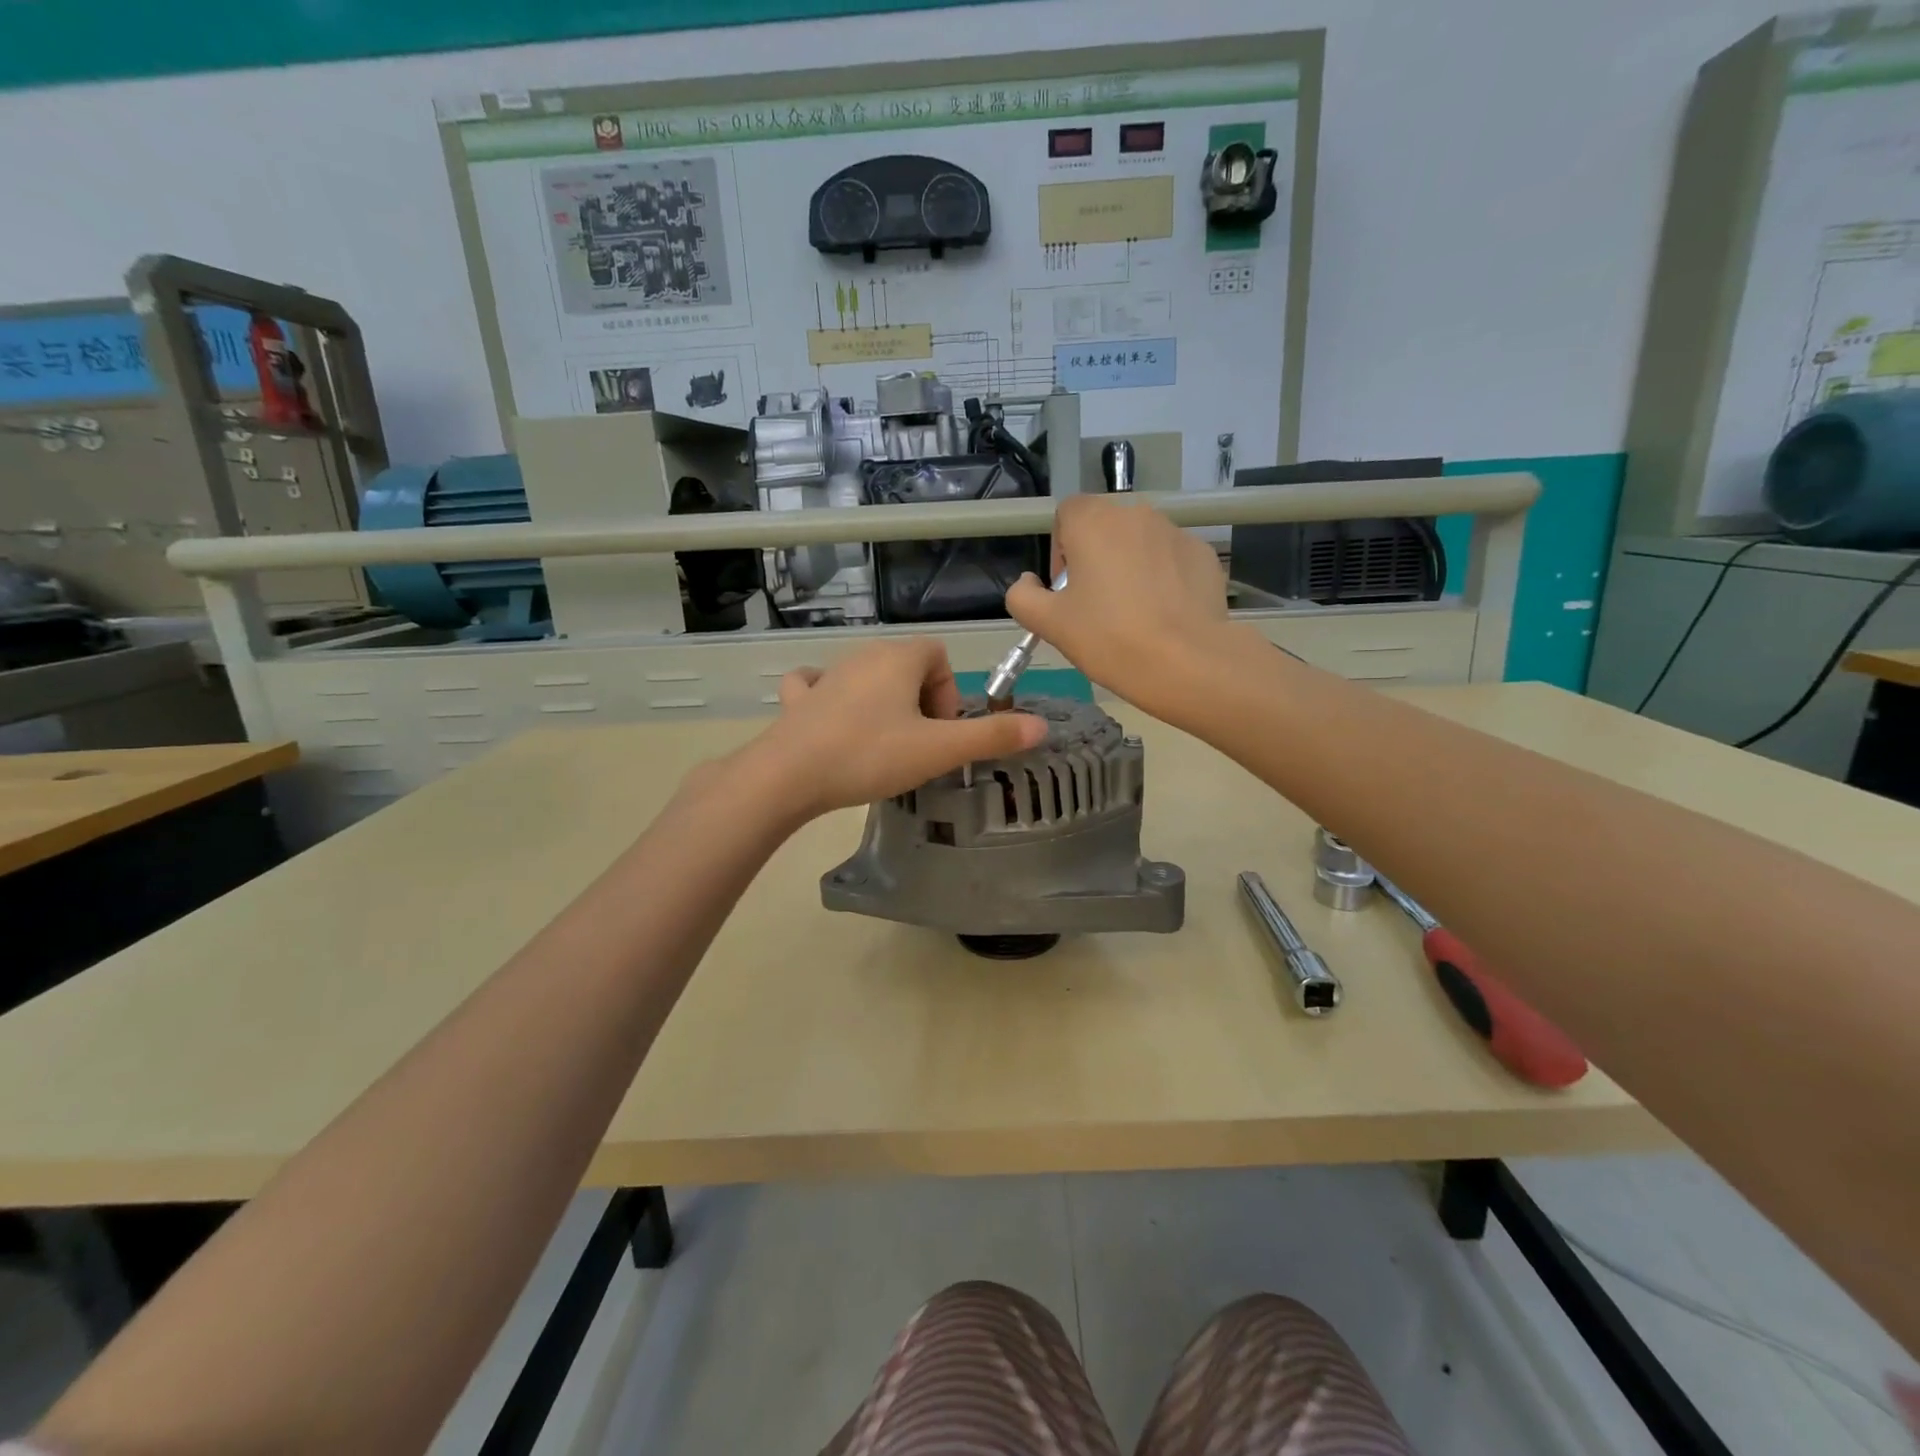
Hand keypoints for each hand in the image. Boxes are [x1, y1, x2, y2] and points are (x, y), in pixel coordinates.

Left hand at [740, 638, 1046, 818]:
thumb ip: (991, 736)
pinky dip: (831, 698)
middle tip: (918, 746)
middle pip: (907, 667)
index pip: (939, 657)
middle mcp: (863, 655)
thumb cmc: (870, 755)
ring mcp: (826, 674)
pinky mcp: (798, 698)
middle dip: (921, 703)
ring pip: (868, 678)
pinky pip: (819, 685)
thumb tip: (1042, 727)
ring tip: (882, 747)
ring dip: (884, 705)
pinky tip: (832, 722)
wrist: (789, 775)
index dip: (949, 694)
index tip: (941, 733)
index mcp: (899, 658)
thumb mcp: (938, 750)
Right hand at [1006, 495, 1233, 716]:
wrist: (1185, 662)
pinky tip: (1164, 616)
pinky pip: (1172, 560)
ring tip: (1133, 615)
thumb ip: (1022, 596)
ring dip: (1130, 567)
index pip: (1067, 513)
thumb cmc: (1108, 637)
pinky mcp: (1203, 555)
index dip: (1060, 549)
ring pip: (1140, 544)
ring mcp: (1175, 532)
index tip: (1066, 590)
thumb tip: (1028, 582)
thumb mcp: (1048, 624)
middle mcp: (1136, 513)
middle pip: (1105, 528)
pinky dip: (1164, 579)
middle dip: (1096, 559)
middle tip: (1096, 606)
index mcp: (1094, 521)